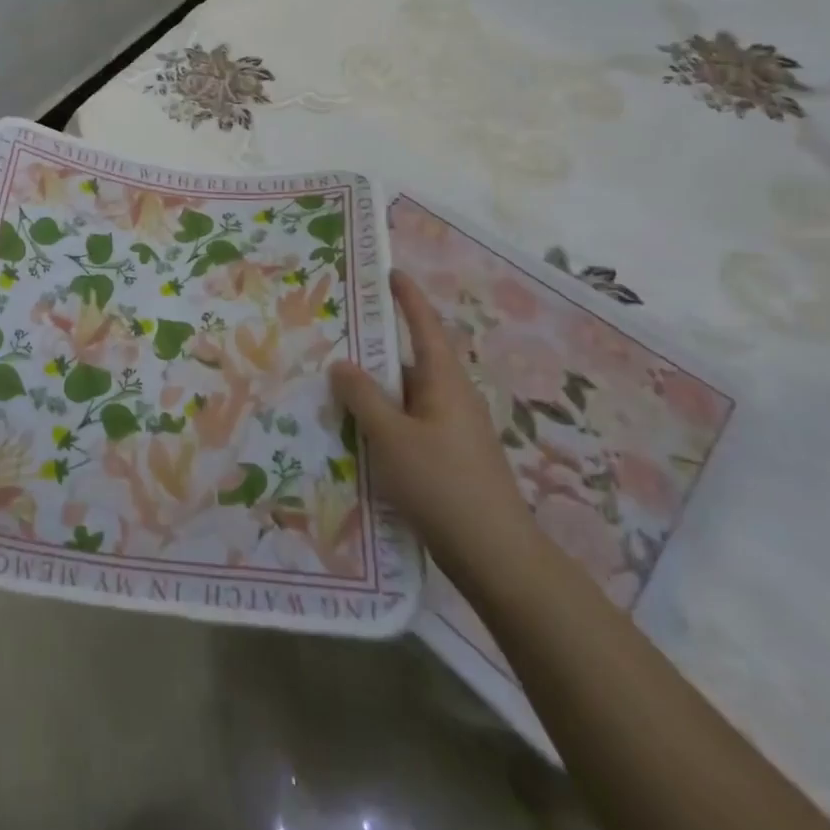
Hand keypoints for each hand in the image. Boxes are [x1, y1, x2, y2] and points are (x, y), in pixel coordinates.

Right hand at [330, 269, 535, 573]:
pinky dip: (384, 423)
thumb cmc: (443, 484)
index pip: (424, 326)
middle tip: (334, 343)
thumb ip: (364, 397)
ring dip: (375, 394)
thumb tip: (341, 363)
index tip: (389, 272)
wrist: (496, 557)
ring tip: (333, 394)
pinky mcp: (449, 459)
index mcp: (444, 382)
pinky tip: (357, 439)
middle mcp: (452, 398)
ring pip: (406, 398)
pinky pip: (409, 426)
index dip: (407, 298)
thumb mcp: (391, 437)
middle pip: (409, 363)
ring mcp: (453, 430)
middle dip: (374, 353)